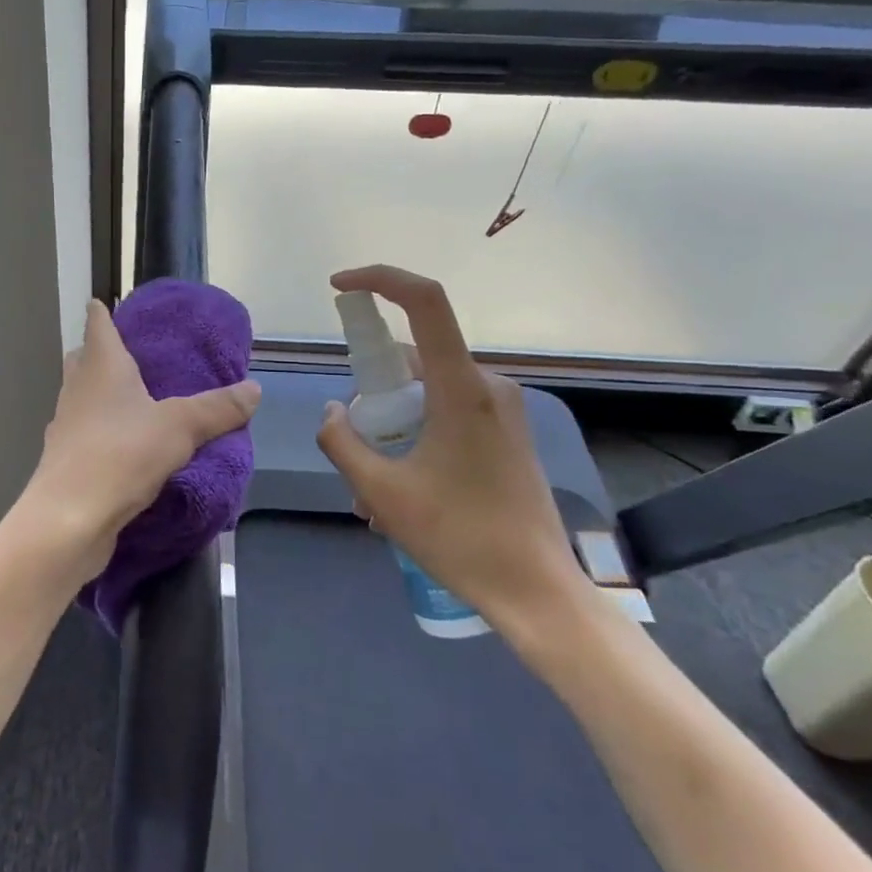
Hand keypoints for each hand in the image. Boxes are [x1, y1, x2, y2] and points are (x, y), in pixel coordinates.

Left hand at [20, 300, 260, 583]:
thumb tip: (254, 389)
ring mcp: (65, 426)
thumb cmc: (121, 454)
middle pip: (83, 359)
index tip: (105, 303)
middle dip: (100, 353)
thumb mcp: (180, 427)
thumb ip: (217, 408)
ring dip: (100, 395)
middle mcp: (77, 389)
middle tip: (130, 356)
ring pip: (81, 398)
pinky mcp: (64, 460)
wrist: (69, 518)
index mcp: (101, 366)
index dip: (102, 312)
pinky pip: (84, 434)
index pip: (97, 324)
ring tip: (133, 403)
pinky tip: (124, 448)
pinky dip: (100, 432)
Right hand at [314, 266, 588, 625]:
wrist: (537, 592)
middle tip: (355, 449)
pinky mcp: (507, 433)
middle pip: (414, 359)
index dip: (379, 279)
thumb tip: (334, 411)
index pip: (424, 302)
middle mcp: (487, 386)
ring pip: (427, 393)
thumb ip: (341, 441)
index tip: (340, 287)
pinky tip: (403, 494)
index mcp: (461, 388)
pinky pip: (447, 414)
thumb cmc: (459, 537)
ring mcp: (502, 410)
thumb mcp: (380, 492)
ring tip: (374, 493)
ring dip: (392, 427)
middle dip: (373, 394)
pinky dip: (415, 437)